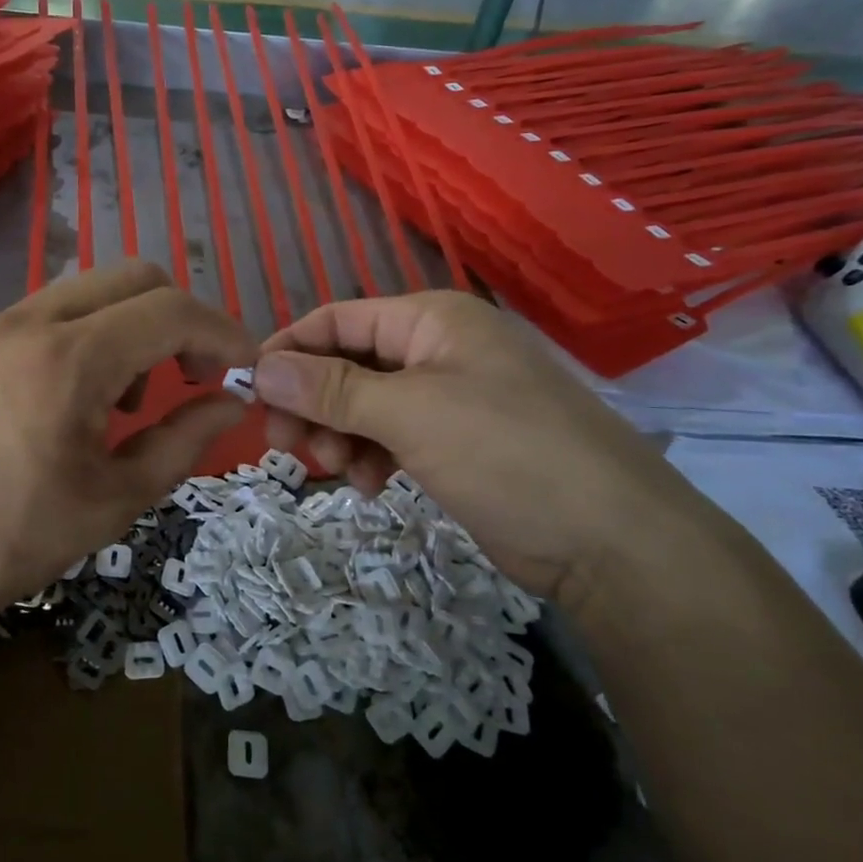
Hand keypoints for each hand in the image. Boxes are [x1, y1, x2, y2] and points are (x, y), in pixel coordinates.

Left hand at [0, 263, 257, 635]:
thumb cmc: (7, 543)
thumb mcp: (112, 501)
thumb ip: (183, 441)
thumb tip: (231, 403)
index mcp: (69, 360)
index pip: (170, 310)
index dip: (222, 332)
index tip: (244, 368)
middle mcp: (29, 321)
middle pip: (132, 276)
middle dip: (179, 318)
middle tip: (190, 377)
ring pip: (88, 289)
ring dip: (130, 325)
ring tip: (126, 399)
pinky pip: (47, 312)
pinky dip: (86, 334)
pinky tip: (74, 397)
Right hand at [254, 293, 734, 610]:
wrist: (612, 542)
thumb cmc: (507, 454)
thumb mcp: (410, 414)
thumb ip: (330, 388)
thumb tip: (259, 367)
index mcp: (431, 320)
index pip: (337, 319)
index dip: (290, 350)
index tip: (250, 392)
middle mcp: (437, 349)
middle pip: (347, 363)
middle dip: (313, 403)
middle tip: (288, 446)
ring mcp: (449, 396)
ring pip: (364, 404)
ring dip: (340, 435)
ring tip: (341, 472)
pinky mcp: (456, 441)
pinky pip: (391, 435)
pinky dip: (371, 456)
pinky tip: (373, 487)